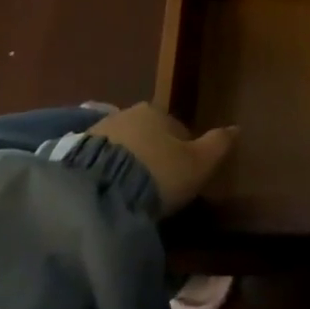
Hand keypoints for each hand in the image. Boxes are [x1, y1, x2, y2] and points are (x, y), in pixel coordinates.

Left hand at [88, 101, 236, 216]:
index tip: (182, 178)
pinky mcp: (72, 154)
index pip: (176, 129)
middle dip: (152, 157)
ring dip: (127, 166)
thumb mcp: (198, 164)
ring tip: (131, 196)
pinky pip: (99, 164)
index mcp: (156, 111)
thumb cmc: (158, 173)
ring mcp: (97, 132)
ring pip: (122, 149)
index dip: (183, 152)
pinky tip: (110, 197)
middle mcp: (125, 114)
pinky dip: (106, 176)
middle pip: (147, 136)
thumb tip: (237, 128)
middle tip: (157, 189)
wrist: (100, 191)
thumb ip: (218, 145)